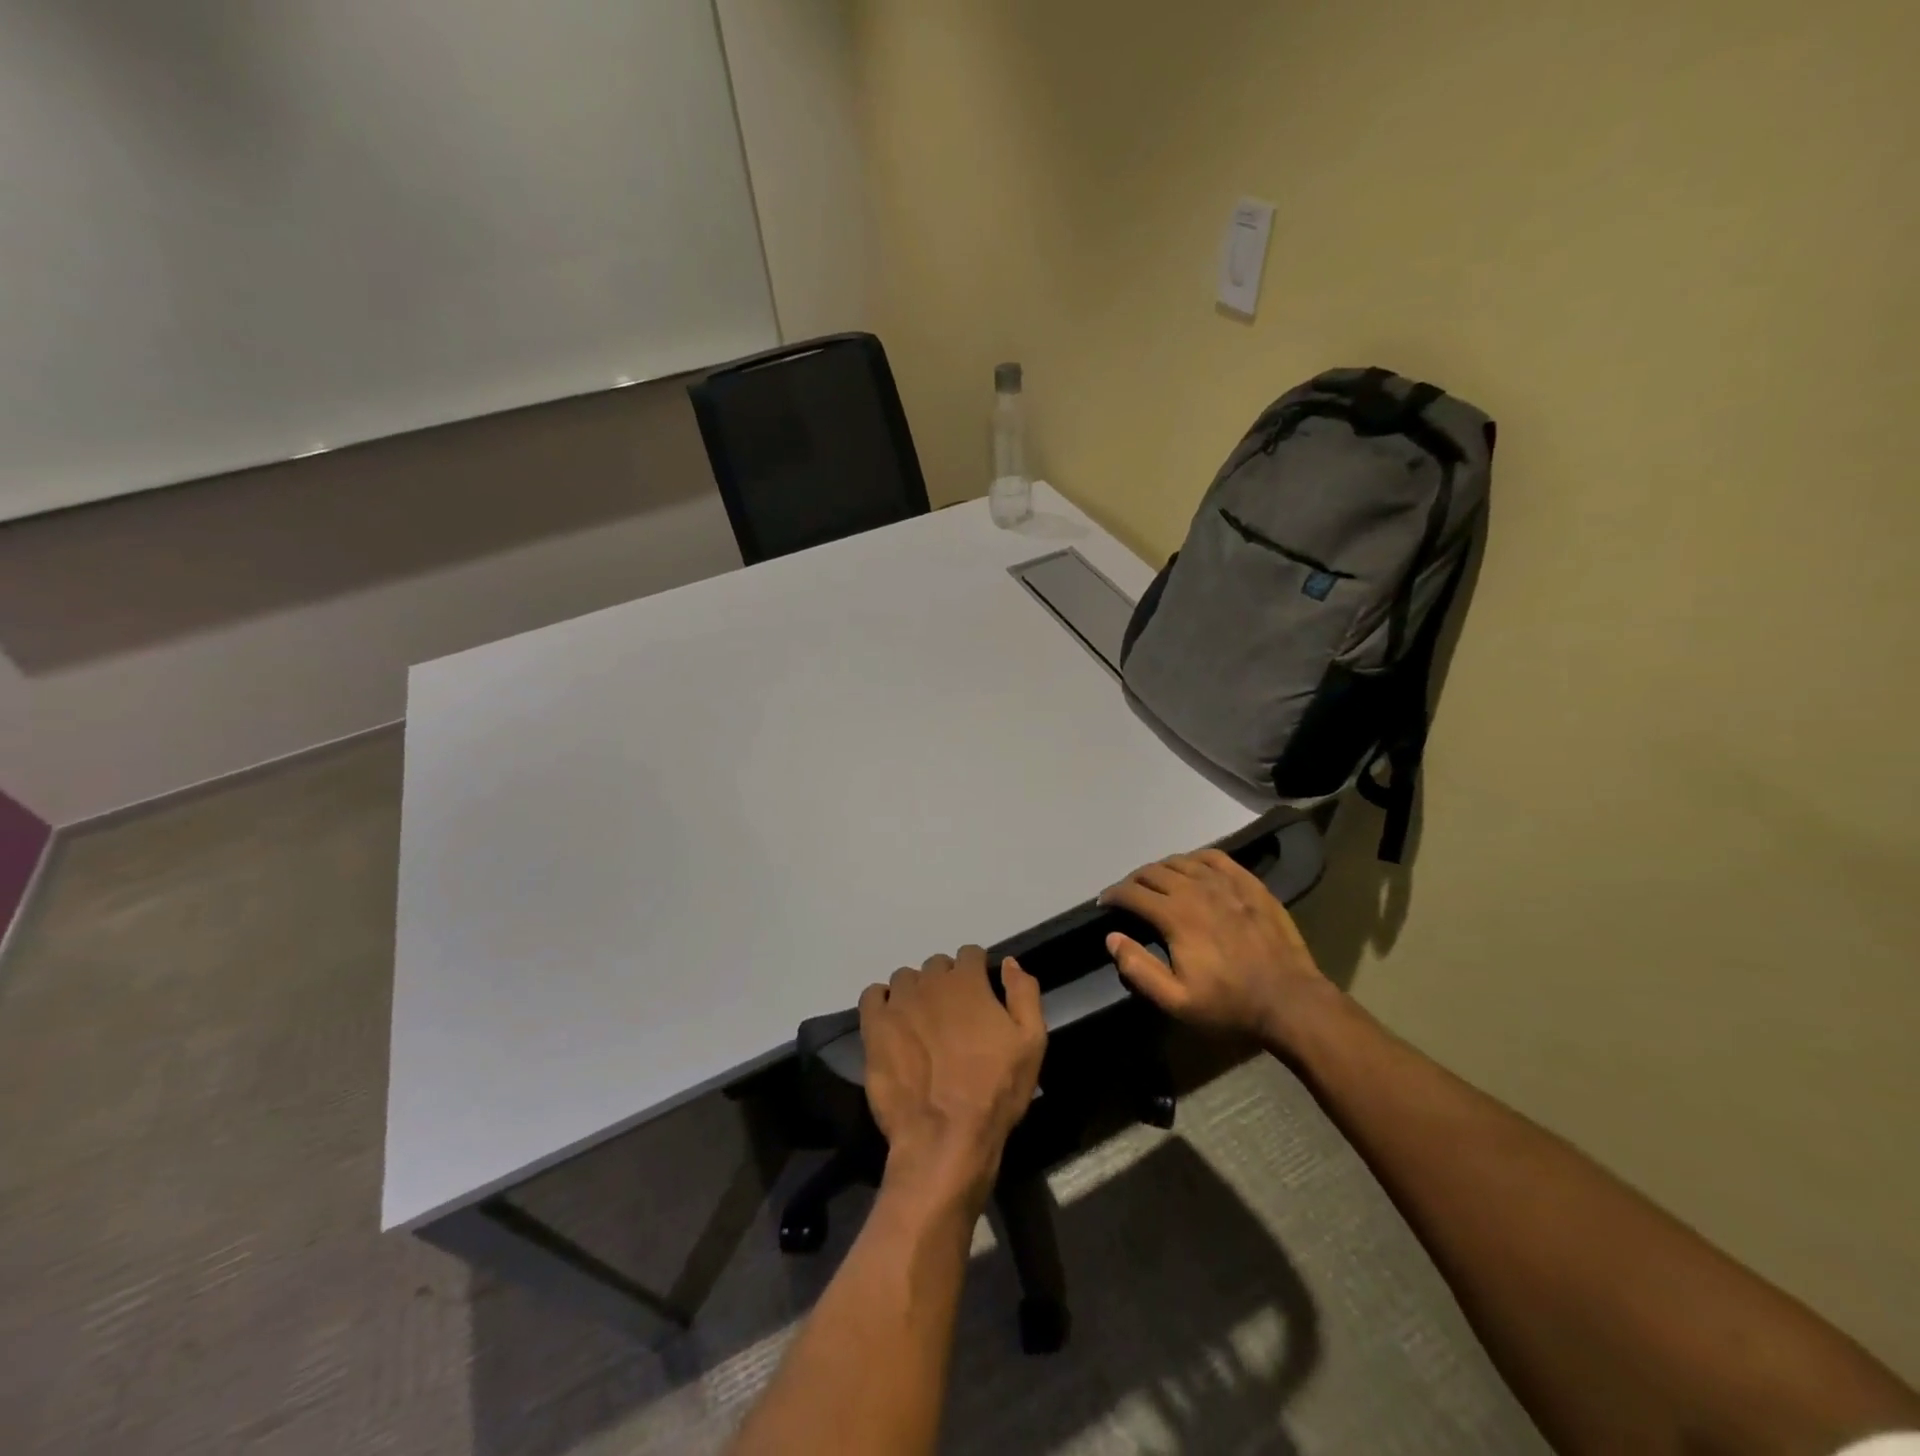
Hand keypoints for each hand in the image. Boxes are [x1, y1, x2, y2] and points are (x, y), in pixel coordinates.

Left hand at [858, 947, 1045, 1212]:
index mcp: (967, 982)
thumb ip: (1024, 993)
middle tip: (953, 1014)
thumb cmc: (995, 1090)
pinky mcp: (874, 1027)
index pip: (970, 953)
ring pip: (905, 979)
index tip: (980, 991)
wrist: (945, 1136)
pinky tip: (893, 1022)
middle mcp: (930, 983)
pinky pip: (873, 996)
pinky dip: (882, 1001)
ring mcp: (899, 1003)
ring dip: (916, 991)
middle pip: (937, 965)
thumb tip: (1009, 963)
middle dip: (946, 981)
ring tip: (922, 1021)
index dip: (977, 970)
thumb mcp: (1031, 1042)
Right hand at [1100, 848, 1336, 1050]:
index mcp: (1176, 916)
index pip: (1132, 893)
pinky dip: (1195, 858)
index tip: (1105, 903)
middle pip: (1154, 872)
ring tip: (1156, 883)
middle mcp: (1197, 889)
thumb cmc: (1230, 1005)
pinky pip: (1215, 857)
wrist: (1291, 1002)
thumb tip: (1112, 937)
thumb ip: (1139, 968)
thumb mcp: (1177, 1000)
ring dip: (1161, 869)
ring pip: (1181, 861)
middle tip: (1128, 895)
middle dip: (1134, 881)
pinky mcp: (1249, 884)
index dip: (1113, 895)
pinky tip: (1192, 868)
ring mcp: (1226, 883)